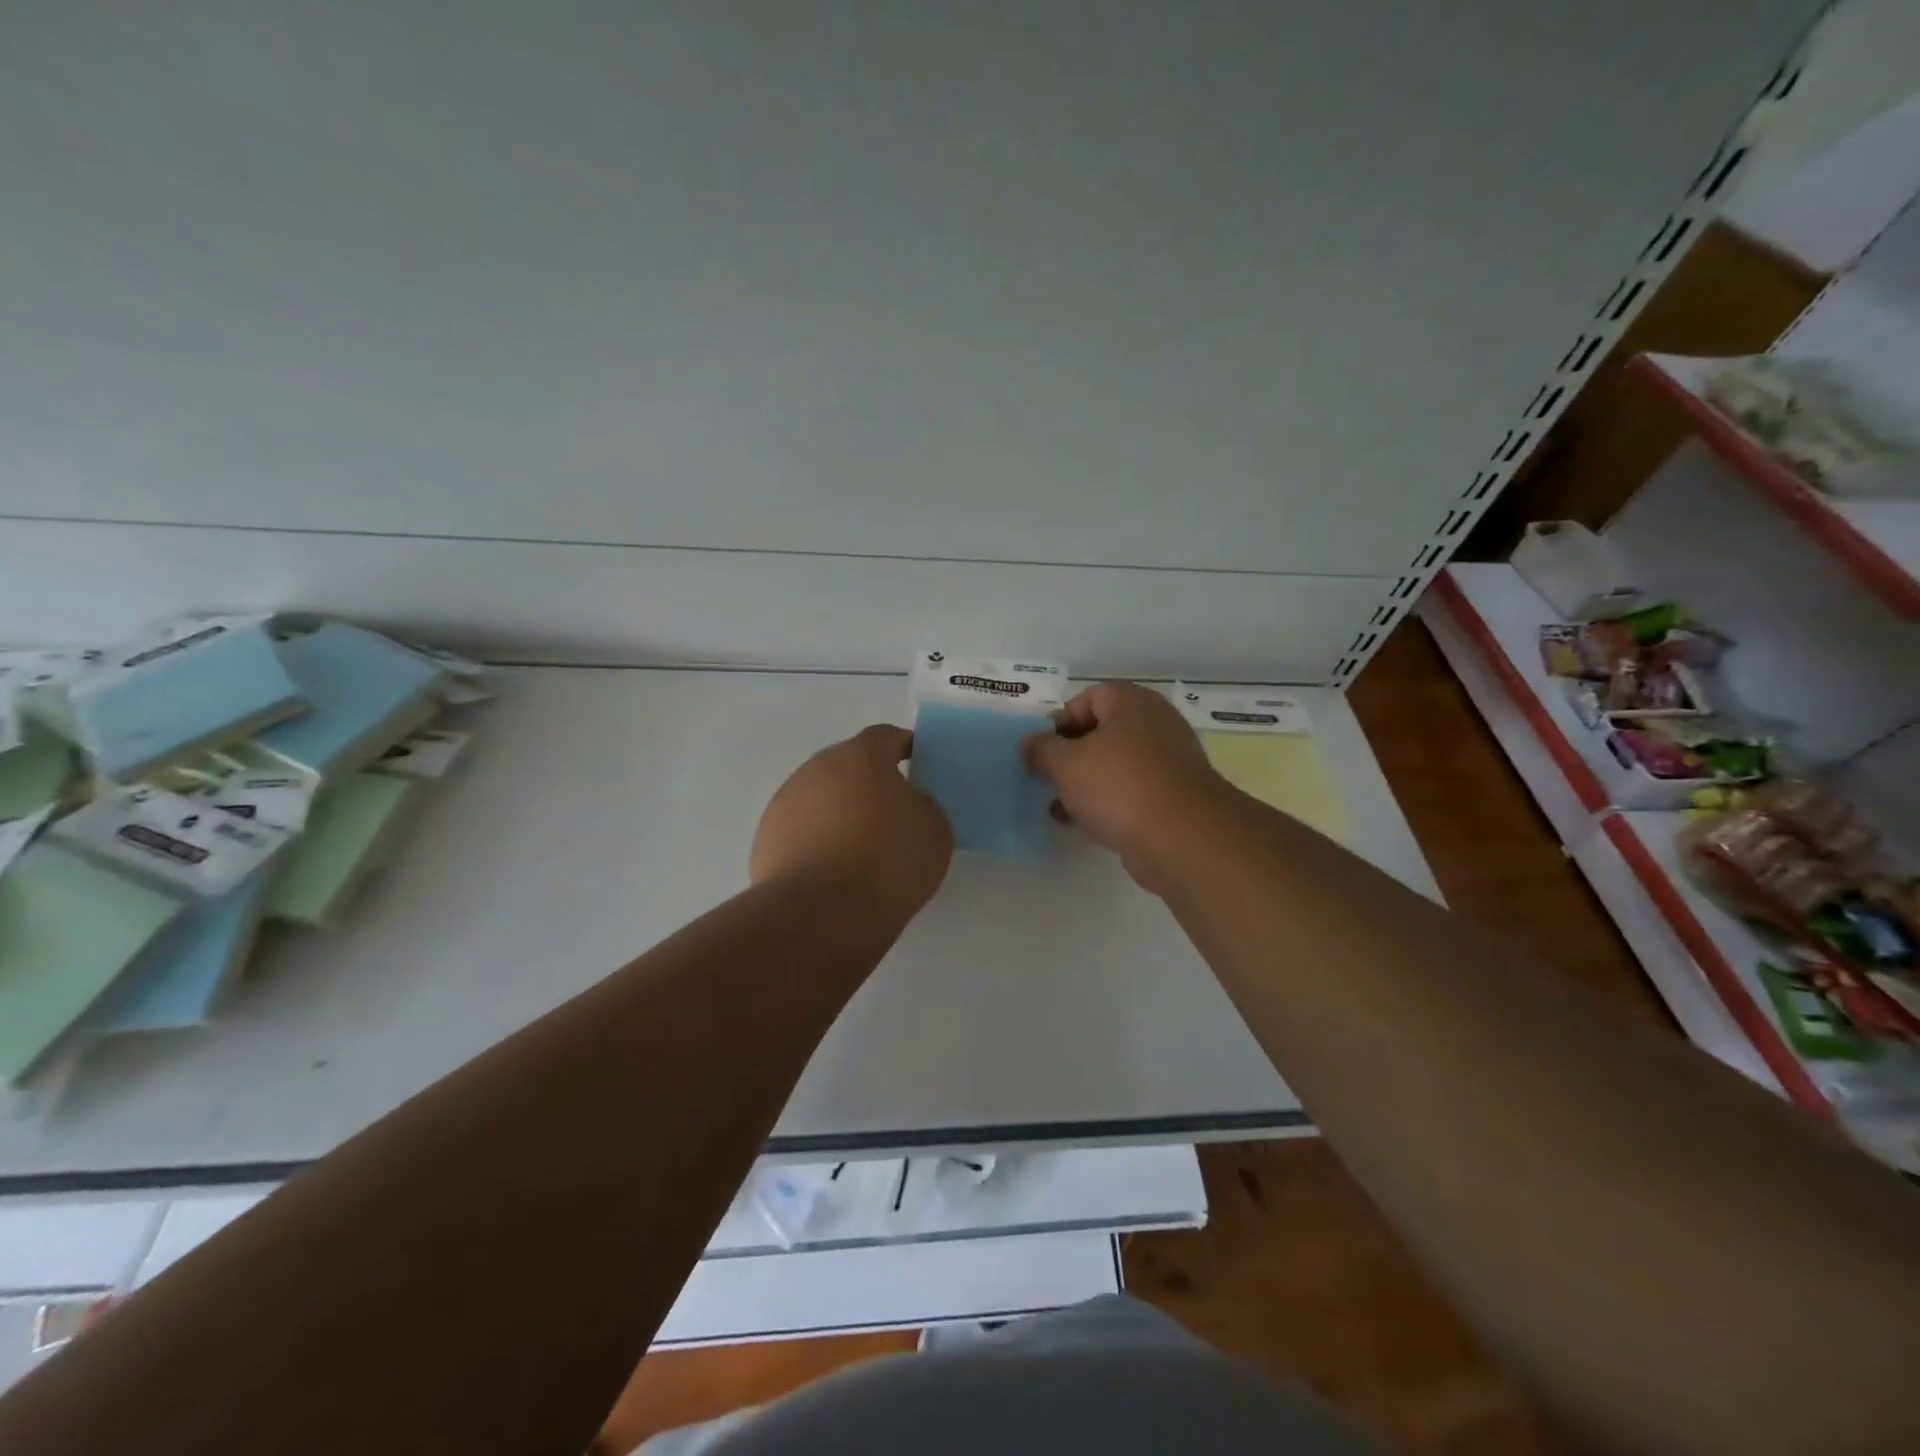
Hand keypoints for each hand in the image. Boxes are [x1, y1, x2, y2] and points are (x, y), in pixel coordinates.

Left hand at [751, 725, 953, 918]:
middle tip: (892, 812)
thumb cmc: (887, 861)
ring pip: (822, 798)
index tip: (918, 763)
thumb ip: (923, 806)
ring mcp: (785, 803)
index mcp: (861, 756)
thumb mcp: (934, 830)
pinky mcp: (766, 839)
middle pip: (849, 766)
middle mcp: (817, 769)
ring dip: (840, 813)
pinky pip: (802, 831)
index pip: (886, 737)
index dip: (905, 747)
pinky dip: (818, 842)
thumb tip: (905, 805)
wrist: (819, 912)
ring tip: (861, 850)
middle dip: (870, 783)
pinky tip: (833, 872)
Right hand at [1023, 682, 1228, 889]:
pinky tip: (1088, 824)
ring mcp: (1171, 760)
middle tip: (1049, 778)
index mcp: (1131, 703)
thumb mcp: (1065, 764)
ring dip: (1087, 782)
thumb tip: (1029, 744)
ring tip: (1059, 808)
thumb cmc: (1118, 785)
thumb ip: (1041, 750)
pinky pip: (1134, 790)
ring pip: (1117, 764)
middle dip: (1072, 755)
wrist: (1182, 837)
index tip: (1043, 750)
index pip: (1089, 697)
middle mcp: (1156, 723)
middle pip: (1103, 731)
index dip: (1061, 721)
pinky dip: (1110, 802)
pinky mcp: (1176, 796)